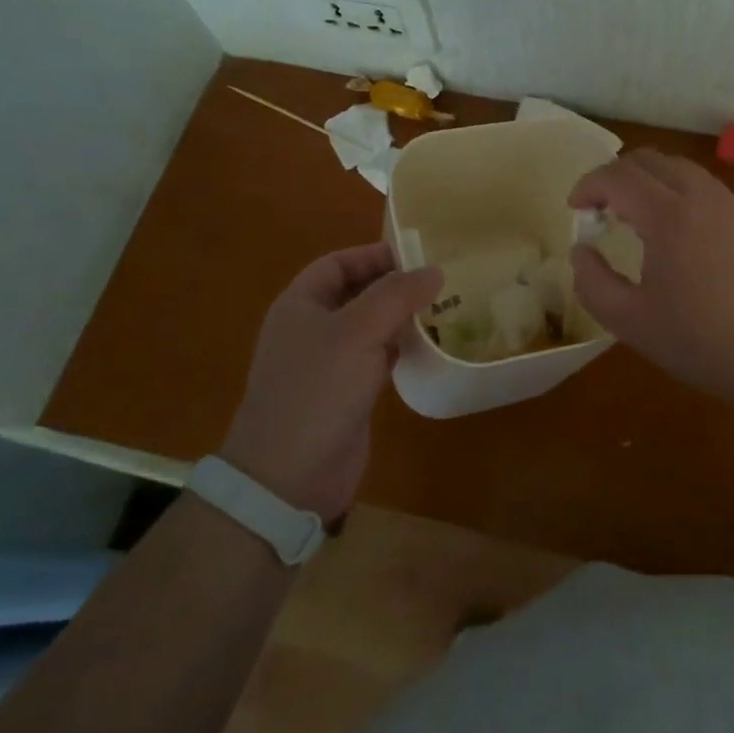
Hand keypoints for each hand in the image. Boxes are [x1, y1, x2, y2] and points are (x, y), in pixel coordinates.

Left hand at [219, 243, 441, 522]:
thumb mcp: (357, 331)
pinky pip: (377, 358)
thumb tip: (434, 271)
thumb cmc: (317, 390)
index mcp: (300, 305)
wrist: (288, 477)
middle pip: (357, 293)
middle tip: (441, 281)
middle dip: (395, 285)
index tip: (418, 255)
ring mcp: (329, 364)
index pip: (338, 263)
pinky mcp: (347, 394)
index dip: (374, 255)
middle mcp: (312, 329)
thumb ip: (396, 295)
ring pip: (371, 327)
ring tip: (445, 308)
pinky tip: (430, 347)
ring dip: (402, 317)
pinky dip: (401, 348)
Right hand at [568, 150, 733, 409]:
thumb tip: (580, 252)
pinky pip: (703, 187)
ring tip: (634, 218)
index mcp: (668, 214)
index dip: (588, 185)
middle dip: (615, 176)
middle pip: (649, 160)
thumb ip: (594, 284)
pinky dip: (675, 192)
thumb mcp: (633, 323)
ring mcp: (731, 204)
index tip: (574, 208)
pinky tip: (675, 233)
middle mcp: (700, 195)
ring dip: (648, 181)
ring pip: (679, 169)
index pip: (618, 176)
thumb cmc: (705, 340)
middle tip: (599, 209)